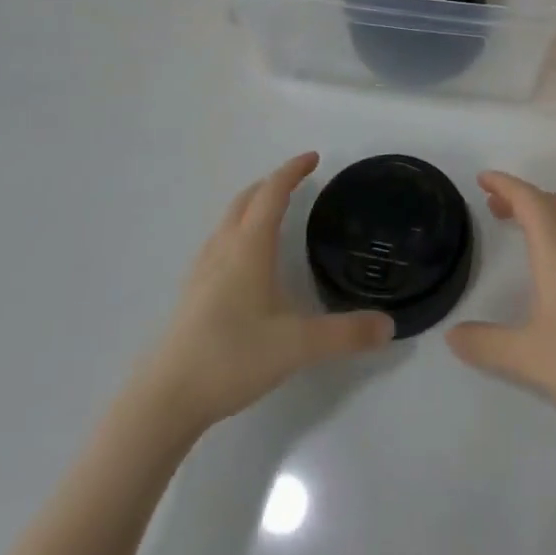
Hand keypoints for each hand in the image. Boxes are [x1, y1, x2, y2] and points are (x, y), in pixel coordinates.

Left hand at [138, 154, 392, 435]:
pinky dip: (239, 230)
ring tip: (274, 212)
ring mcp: (203, 270)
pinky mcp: (193, 293)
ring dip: (252, 205)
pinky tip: (247, 259)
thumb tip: (389, 326)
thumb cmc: (232, 357)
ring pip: (229, 220)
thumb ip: (346, 334)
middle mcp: (223, 249)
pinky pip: (219, 242)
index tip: (313, 157)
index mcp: (249, 248)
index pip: (272, 194)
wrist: (166, 397)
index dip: (292, 171)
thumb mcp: (297, 346)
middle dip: (272, 183)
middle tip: (298, 180)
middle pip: (246, 200)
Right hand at [447, 172, 555, 449]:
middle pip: (552, 201)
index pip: (531, 201)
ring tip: (523, 223)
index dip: (506, 185)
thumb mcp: (525, 357)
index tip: (483, 179)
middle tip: (493, 205)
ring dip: (547, 205)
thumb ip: (484, 343)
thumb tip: (452, 335)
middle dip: (522, 195)